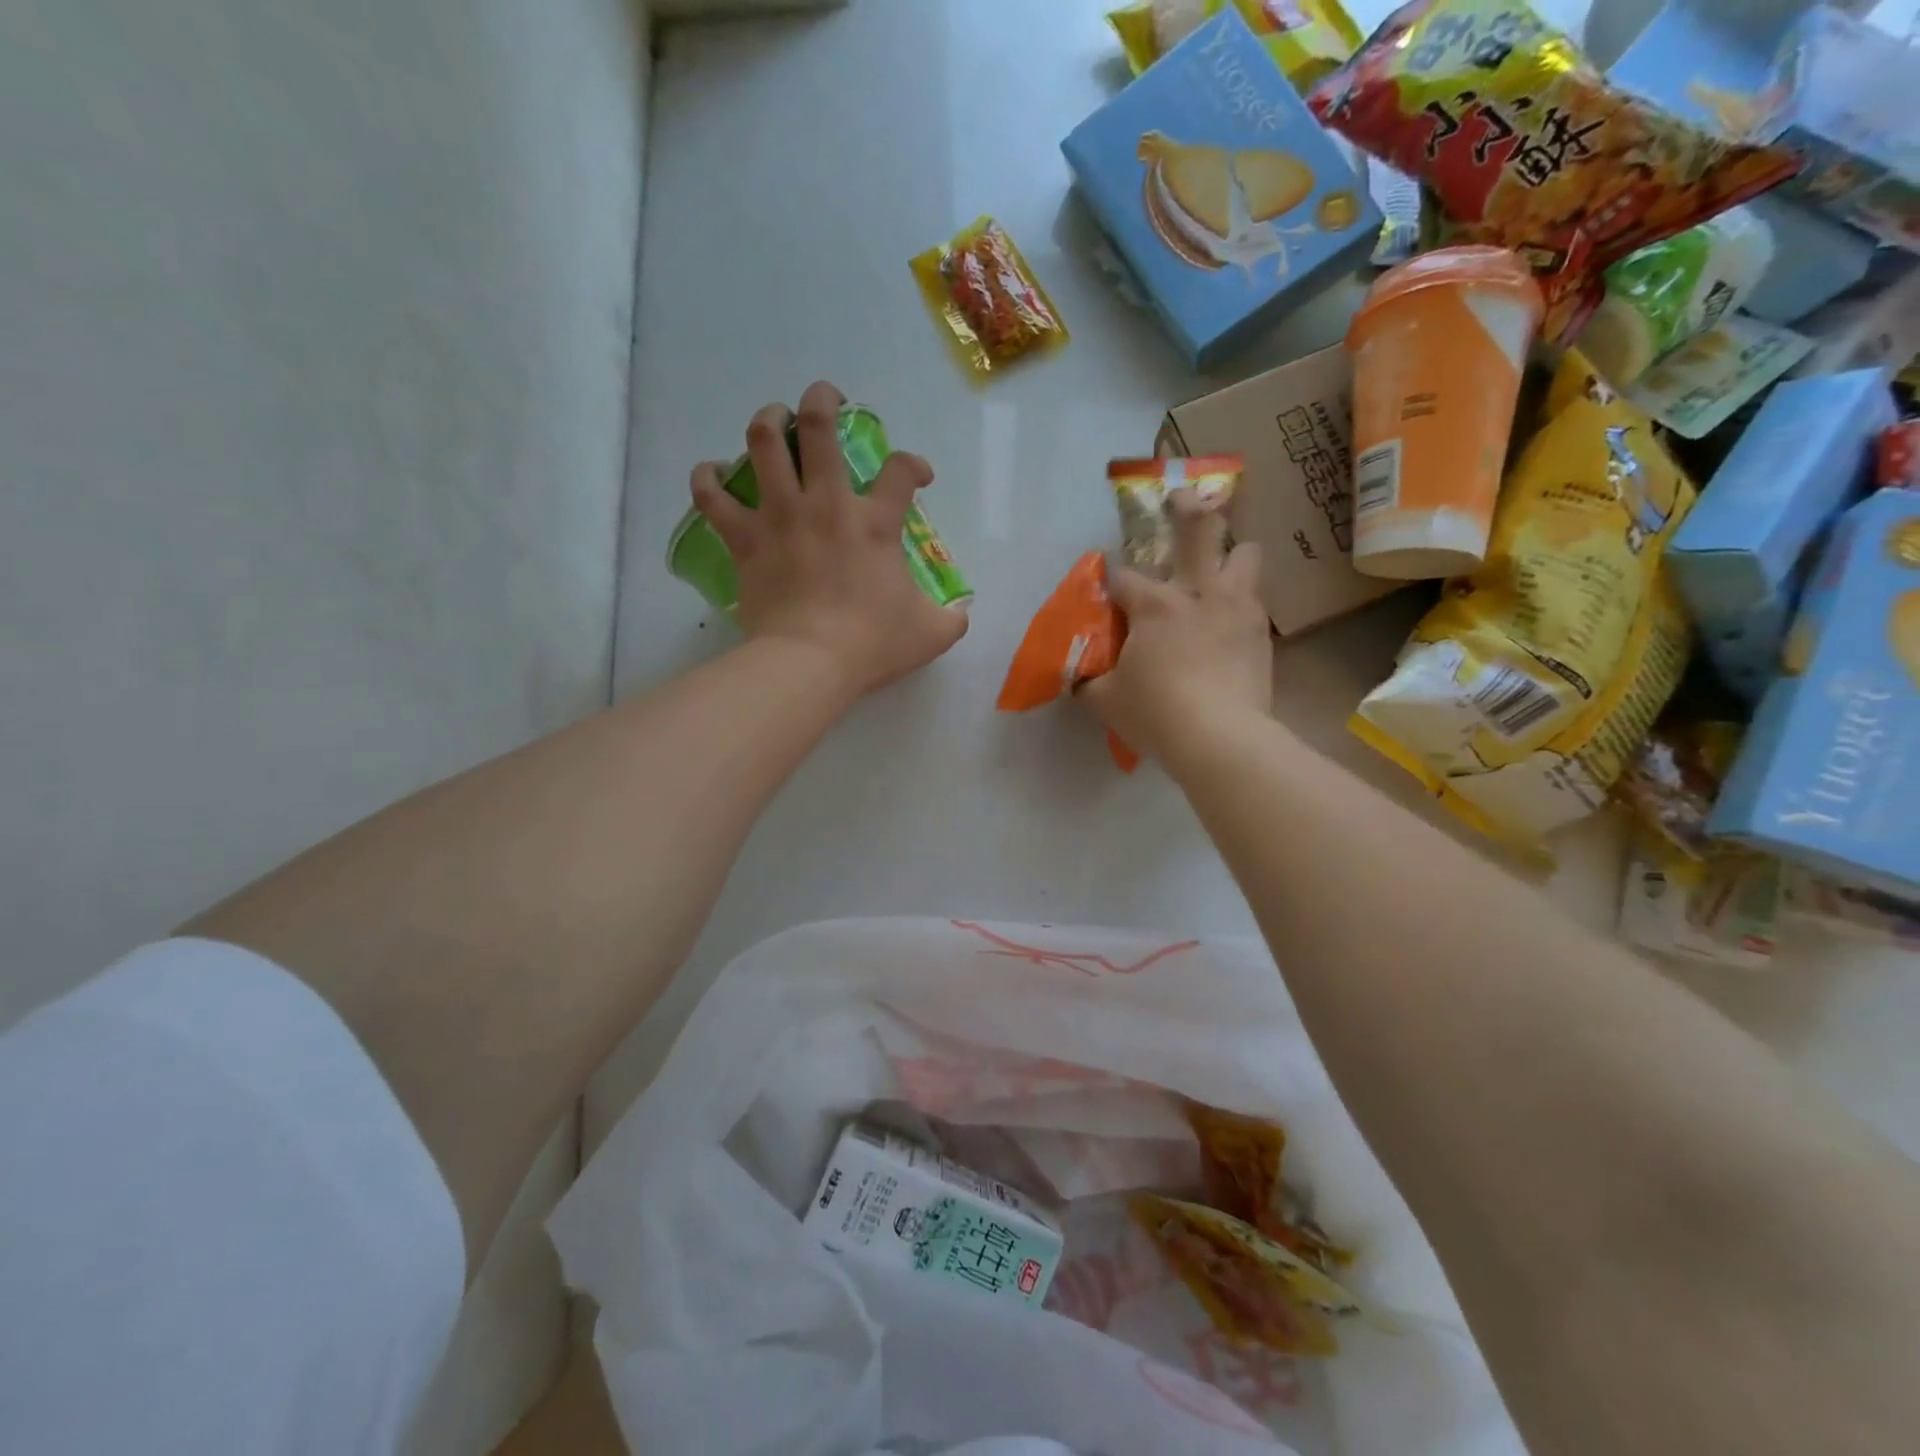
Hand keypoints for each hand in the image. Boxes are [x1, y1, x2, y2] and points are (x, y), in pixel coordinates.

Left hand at [691, 382, 968, 696]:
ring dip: (769, 420)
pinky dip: (707, 478)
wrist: (810, 662)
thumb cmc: (872, 644)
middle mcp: (826, 504)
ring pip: (764, 442)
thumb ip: (952, 617)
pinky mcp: (745, 539)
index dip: (913, 464)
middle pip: (819, 426)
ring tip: (775, 419)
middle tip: (825, 400)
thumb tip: (960, 612)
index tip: (916, 476)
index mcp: (875, 523)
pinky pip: (713, 496)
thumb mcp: (932, 633)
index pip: (901, 470)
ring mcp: (780, 516)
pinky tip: (712, 472)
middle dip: (822, 400)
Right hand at [1083, 494, 1271, 767]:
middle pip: (1199, 528)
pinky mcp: (1262, 632)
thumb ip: (1090, 681)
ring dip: (1232, 554)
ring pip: (1246, 552)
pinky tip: (1231, 622)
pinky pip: (1256, 599)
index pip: (1123, 578)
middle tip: (1180, 499)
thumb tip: (1077, 678)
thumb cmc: (1156, 714)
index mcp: (1154, 604)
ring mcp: (1236, 607)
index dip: (1111, 583)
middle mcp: (1198, 591)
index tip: (1107, 592)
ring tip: (1221, 568)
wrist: (1221, 739)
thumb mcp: (1106, 701)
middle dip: (1187, 508)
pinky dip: (1242, 602)